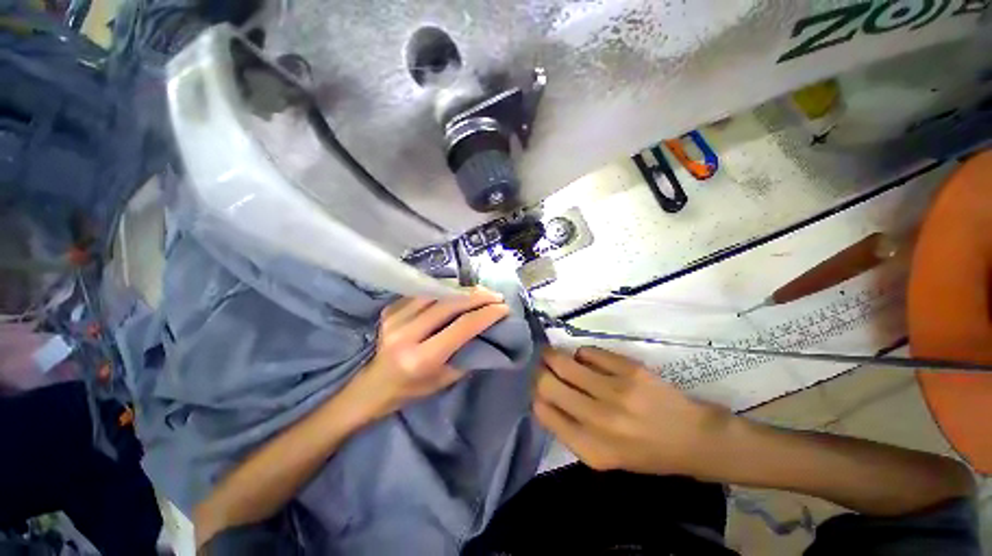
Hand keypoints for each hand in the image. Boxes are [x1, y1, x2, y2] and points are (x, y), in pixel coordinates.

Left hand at [352, 289, 509, 418]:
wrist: (373, 386)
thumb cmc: (412, 390)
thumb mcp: (444, 380)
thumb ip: (467, 354)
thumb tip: (487, 332)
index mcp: (421, 358)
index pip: (461, 327)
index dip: (486, 314)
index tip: (503, 308)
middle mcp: (406, 333)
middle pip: (449, 304)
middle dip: (477, 296)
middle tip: (495, 295)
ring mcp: (395, 318)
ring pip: (436, 293)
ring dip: (462, 289)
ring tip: (479, 291)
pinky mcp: (390, 309)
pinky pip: (423, 293)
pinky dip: (444, 290)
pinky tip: (457, 292)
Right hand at [534, 347, 733, 474]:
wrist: (693, 438)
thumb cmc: (645, 452)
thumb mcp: (603, 456)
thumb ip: (570, 430)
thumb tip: (542, 396)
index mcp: (590, 448)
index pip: (542, 411)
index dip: (535, 394)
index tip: (538, 387)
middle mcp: (599, 421)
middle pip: (547, 383)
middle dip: (539, 371)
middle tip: (542, 366)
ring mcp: (616, 392)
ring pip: (564, 362)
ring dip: (553, 355)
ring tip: (554, 354)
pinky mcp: (630, 370)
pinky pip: (588, 352)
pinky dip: (582, 354)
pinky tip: (586, 359)